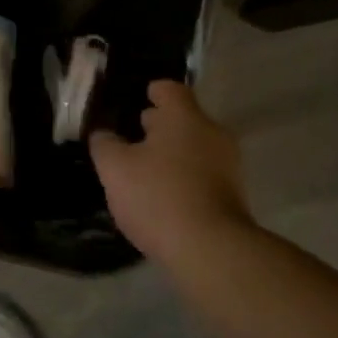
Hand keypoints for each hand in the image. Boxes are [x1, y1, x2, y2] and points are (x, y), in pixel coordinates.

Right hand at [89, 80, 253, 261]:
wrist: (209, 248)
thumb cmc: (158, 196)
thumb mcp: (115, 169)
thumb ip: (105, 145)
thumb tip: (103, 134)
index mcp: (184, 117)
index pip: (170, 89)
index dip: (152, 91)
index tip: (137, 98)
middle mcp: (212, 132)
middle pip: (184, 119)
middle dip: (159, 126)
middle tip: (132, 137)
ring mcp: (228, 164)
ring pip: (195, 147)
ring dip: (172, 153)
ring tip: (145, 170)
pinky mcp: (233, 194)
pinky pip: (203, 173)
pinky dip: (184, 176)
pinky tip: (165, 194)